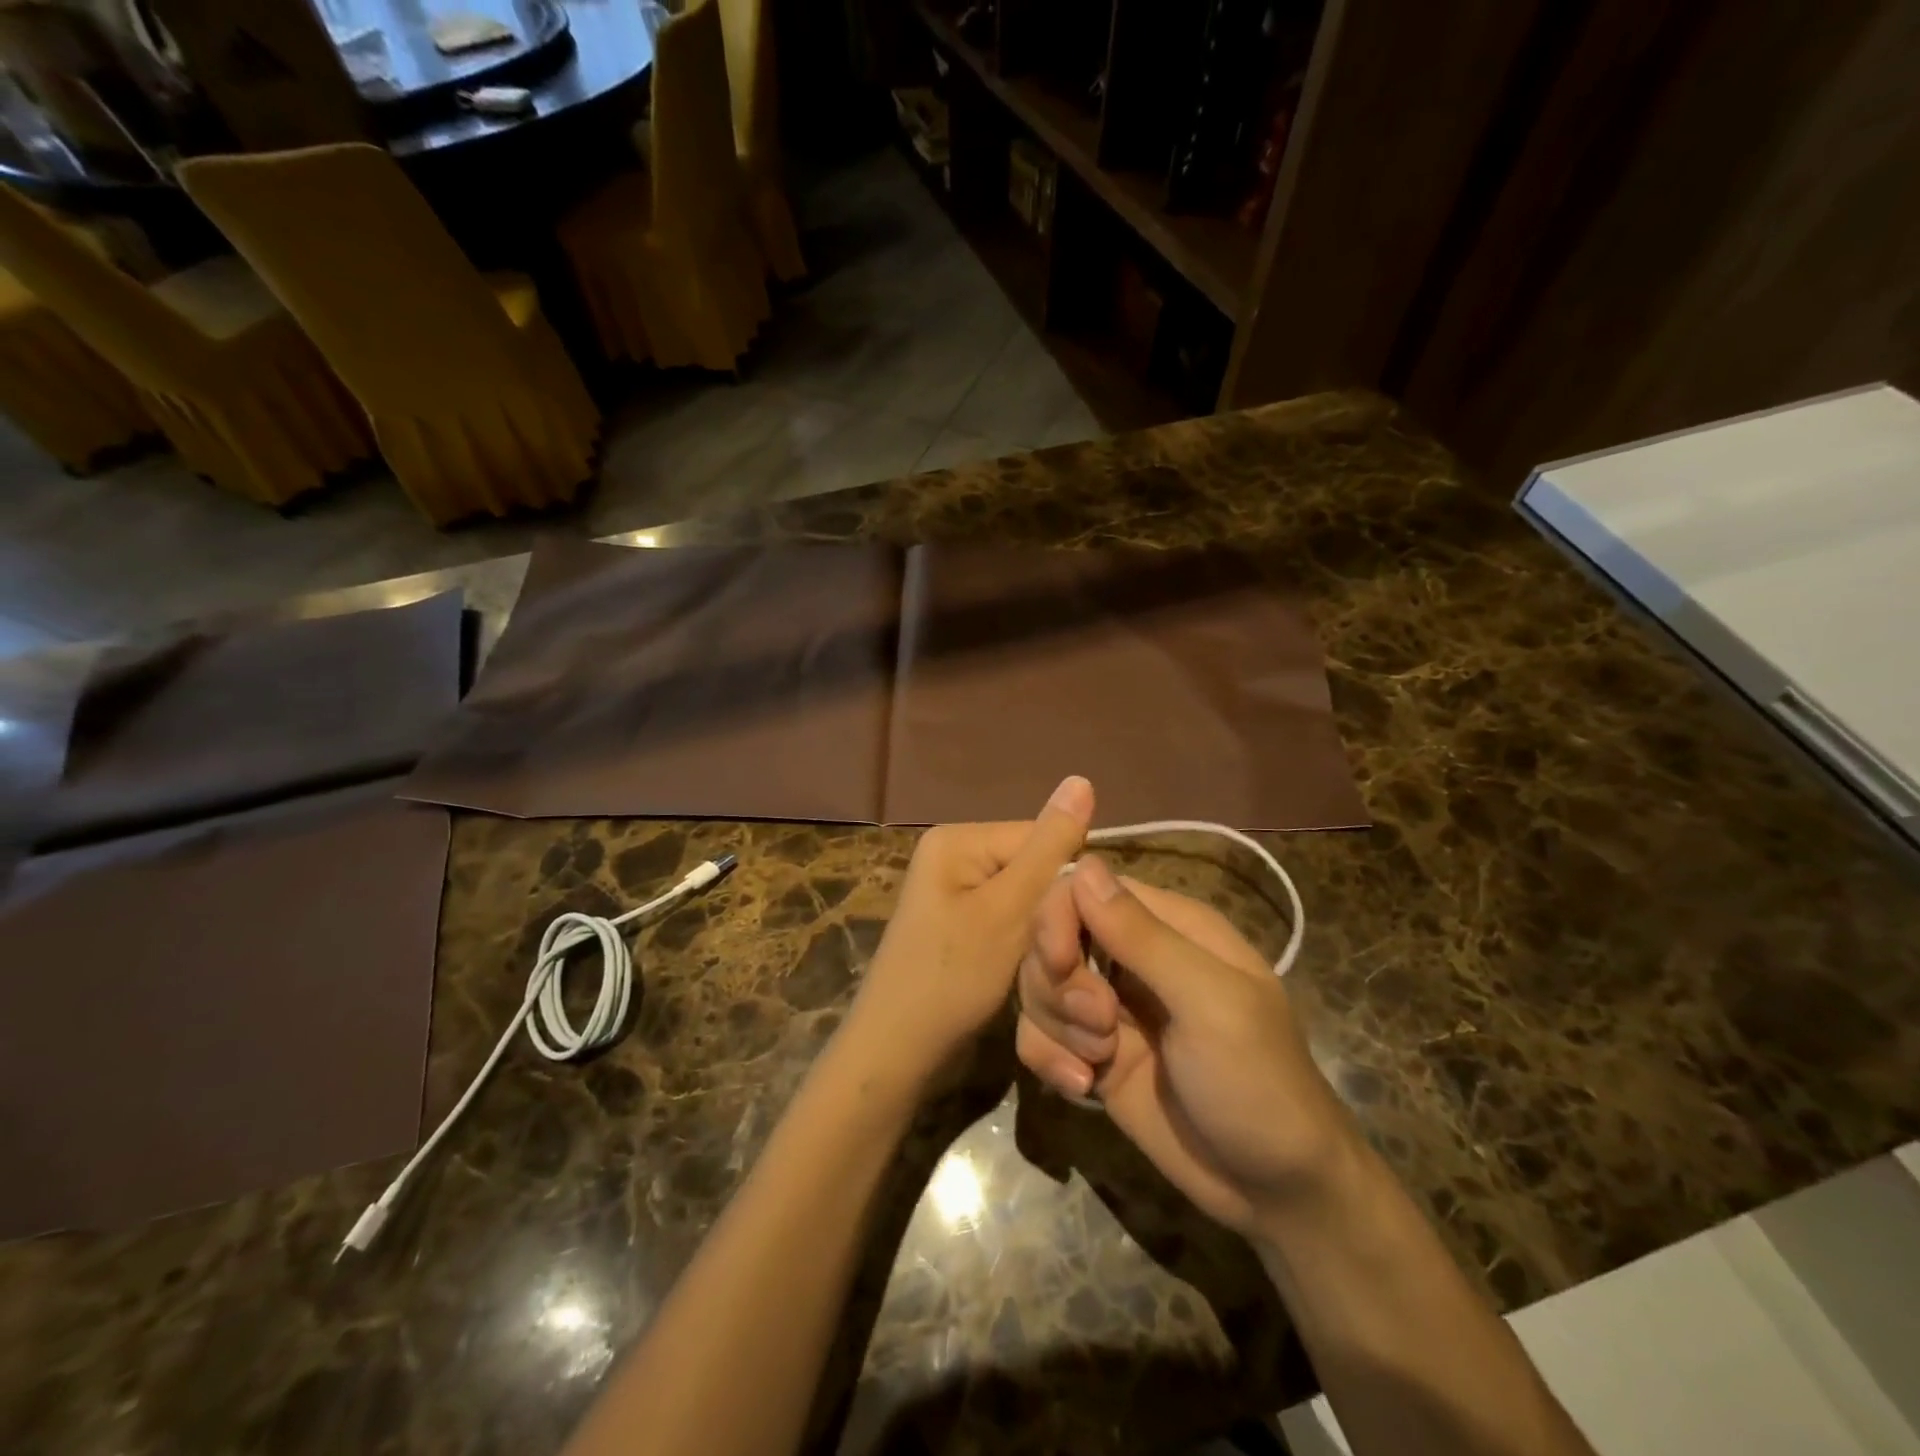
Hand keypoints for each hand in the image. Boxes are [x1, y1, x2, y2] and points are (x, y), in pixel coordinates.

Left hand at [845, 776, 1094, 1082]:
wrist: (896, 1054)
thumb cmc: (951, 979)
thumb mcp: (1008, 911)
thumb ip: (1049, 848)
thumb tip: (1082, 779)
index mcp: (958, 840)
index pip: (1040, 837)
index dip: (1068, 882)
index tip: (1082, 928)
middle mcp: (954, 856)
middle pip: (1033, 869)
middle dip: (1053, 911)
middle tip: (1063, 957)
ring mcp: (954, 893)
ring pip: (1026, 900)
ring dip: (1042, 933)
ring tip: (1047, 968)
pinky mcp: (960, 926)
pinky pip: (1008, 921)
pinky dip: (1024, 945)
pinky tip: (1028, 972)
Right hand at [1016, 856, 1355, 1236]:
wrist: (1275, 1192)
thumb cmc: (1258, 1082)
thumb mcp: (1210, 1003)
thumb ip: (1143, 936)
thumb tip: (1083, 864)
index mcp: (1168, 926)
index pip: (1084, 888)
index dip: (1058, 917)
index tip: (1061, 963)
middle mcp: (1131, 957)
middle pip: (1051, 936)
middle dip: (1059, 983)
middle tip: (1100, 1025)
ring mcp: (1108, 1008)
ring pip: (1039, 986)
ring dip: (1056, 1025)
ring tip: (1099, 1063)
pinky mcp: (1092, 1054)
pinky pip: (1038, 1034)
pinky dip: (1048, 1058)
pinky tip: (1082, 1088)